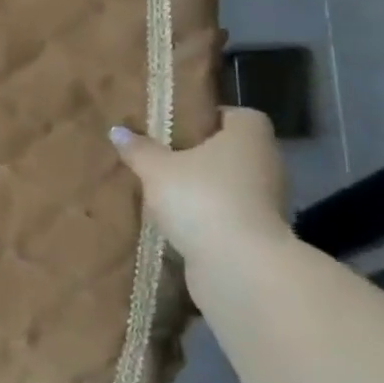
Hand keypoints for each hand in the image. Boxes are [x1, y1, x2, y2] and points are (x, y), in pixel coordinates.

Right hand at [109, 108, 289, 274]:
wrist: (239, 267)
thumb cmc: (201, 199)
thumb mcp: (156, 169)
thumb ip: (138, 149)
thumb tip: (117, 130)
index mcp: (248, 137)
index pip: (238, 115)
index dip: (210, 117)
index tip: (179, 127)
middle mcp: (265, 164)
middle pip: (232, 150)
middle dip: (201, 154)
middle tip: (162, 155)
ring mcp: (266, 201)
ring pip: (230, 183)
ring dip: (203, 186)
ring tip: (164, 189)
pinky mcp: (258, 233)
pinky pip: (228, 212)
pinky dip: (208, 214)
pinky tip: (177, 219)